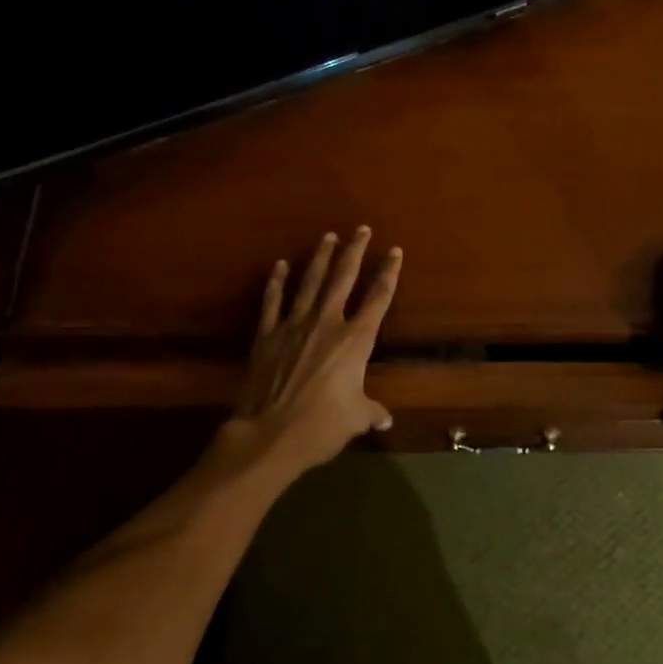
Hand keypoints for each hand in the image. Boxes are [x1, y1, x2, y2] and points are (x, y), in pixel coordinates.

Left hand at [230, 227, 402, 473]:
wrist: (270, 434)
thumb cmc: (322, 426)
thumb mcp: (356, 419)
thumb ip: (371, 412)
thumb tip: (384, 419)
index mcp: (355, 340)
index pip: (378, 298)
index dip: (388, 273)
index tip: (394, 252)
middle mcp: (327, 323)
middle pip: (343, 278)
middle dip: (354, 251)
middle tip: (361, 229)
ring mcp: (294, 325)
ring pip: (310, 283)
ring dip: (320, 258)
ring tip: (327, 237)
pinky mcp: (267, 335)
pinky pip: (273, 302)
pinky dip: (276, 282)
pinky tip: (280, 265)